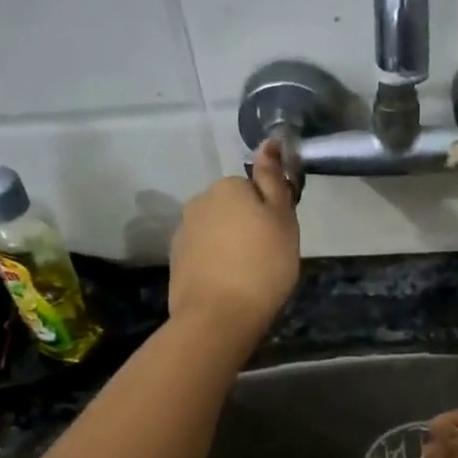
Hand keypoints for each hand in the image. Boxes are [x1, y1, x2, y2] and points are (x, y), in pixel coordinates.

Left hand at [167, 137, 300, 343]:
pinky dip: (215, 264)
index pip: (254, 189)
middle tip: (266, 257)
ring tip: (247, 275)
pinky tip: (227, 285)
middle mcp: (199, 201)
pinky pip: (203, 253)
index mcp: (227, 187)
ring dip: (230, 245)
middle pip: (232, 208)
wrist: (218, 316)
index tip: (278, 237)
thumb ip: (274, 179)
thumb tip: (269, 142)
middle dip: (247, 226)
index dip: (269, 212)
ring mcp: (183, 232)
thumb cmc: (262, 265)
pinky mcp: (176, 260)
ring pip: (216, 231)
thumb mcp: (282, 219)